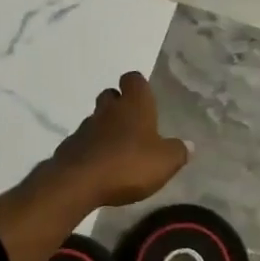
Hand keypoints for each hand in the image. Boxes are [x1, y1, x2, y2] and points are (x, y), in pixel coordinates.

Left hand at [41, 71, 190, 208]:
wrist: (78, 182)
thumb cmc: (128, 164)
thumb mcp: (165, 162)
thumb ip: (178, 151)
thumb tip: (189, 145)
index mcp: (134, 104)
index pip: (134, 79)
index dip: (138, 85)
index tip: (145, 96)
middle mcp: (108, 109)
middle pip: (111, 95)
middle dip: (120, 104)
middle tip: (133, 123)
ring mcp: (86, 127)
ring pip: (97, 118)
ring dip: (106, 128)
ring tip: (119, 149)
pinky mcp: (70, 147)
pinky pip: (85, 141)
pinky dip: (93, 148)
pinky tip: (101, 166)